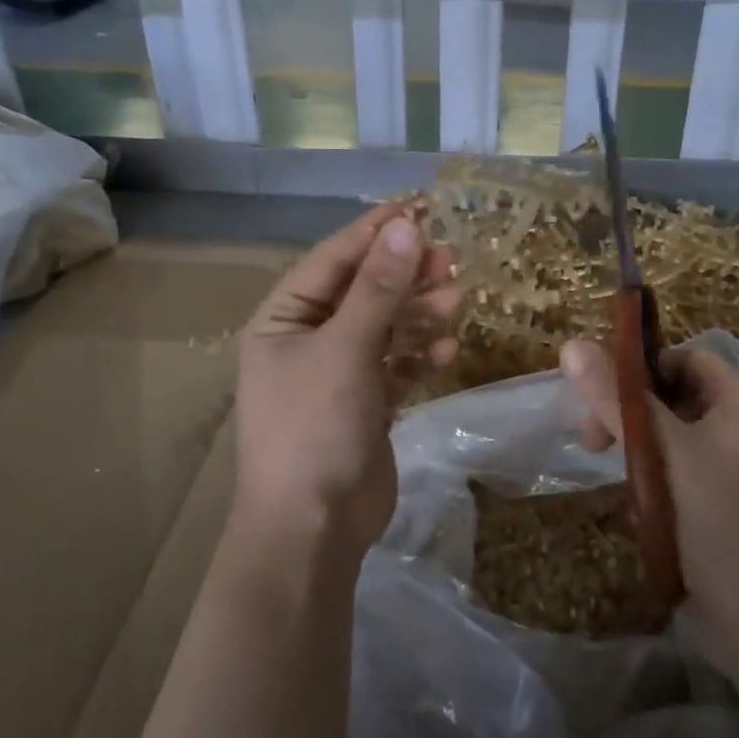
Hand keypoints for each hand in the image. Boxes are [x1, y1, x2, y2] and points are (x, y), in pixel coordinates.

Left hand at [234, 206, 459, 562]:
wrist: (312, 529)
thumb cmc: (315, 428)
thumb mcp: (346, 350)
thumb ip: (378, 289)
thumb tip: (406, 227)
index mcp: (282, 320)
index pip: (331, 261)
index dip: (372, 234)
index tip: (415, 208)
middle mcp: (305, 341)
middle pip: (361, 292)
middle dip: (403, 275)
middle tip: (448, 258)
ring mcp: (336, 375)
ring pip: (383, 328)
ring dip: (417, 314)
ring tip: (456, 300)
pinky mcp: (364, 404)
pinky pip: (394, 366)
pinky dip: (418, 356)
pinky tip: (446, 351)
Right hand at [559, 339, 738, 675]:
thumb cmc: (723, 526)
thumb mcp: (665, 454)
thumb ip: (617, 400)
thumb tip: (572, 344)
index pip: (686, 358)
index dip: (641, 367)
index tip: (599, 394)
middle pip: (675, 397)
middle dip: (630, 413)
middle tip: (592, 442)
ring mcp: (736, 473)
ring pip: (672, 440)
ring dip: (638, 452)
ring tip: (617, 480)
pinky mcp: (723, 509)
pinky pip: (679, 476)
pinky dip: (653, 482)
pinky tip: (639, 508)